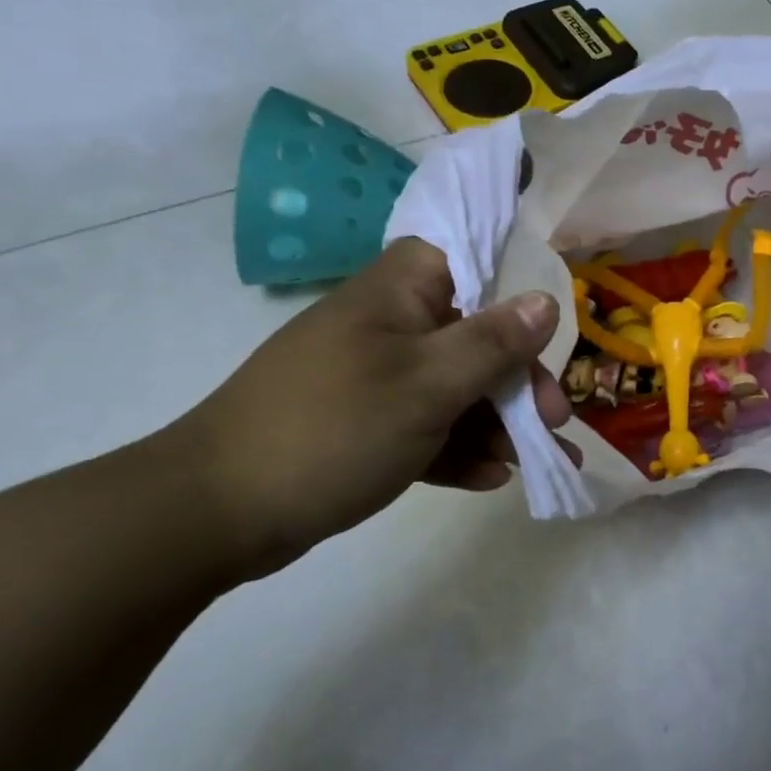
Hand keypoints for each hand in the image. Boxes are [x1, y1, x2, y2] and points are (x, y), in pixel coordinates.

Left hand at [171, 238, 575, 580]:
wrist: (215, 515)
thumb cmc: (333, 428)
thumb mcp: (428, 384)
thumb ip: (493, 342)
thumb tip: (547, 300)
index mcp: (400, 293)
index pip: (468, 255)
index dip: (515, 282)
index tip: (552, 324)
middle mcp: (391, 325)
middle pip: (476, 334)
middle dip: (519, 379)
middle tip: (555, 420)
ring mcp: (377, 377)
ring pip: (457, 386)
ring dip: (500, 423)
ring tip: (537, 463)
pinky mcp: (367, 424)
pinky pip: (429, 426)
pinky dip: (460, 448)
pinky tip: (491, 480)